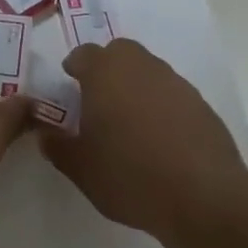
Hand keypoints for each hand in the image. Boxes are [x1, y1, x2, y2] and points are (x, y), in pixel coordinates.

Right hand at [42, 39, 247, 244]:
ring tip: (130, 120)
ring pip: (148, 69)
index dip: (75, 67)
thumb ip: (58, 147)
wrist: (203, 196)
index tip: (70, 83)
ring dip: (136, 84)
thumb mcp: (81, 169)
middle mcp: (141, 67)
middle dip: (107, 66)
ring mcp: (175, 82)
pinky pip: (172, 93)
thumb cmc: (130, 176)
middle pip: (120, 52)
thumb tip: (45, 134)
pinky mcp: (201, 104)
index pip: (84, 54)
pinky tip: (160, 136)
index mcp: (105, 73)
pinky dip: (162, 104)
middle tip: (99, 97)